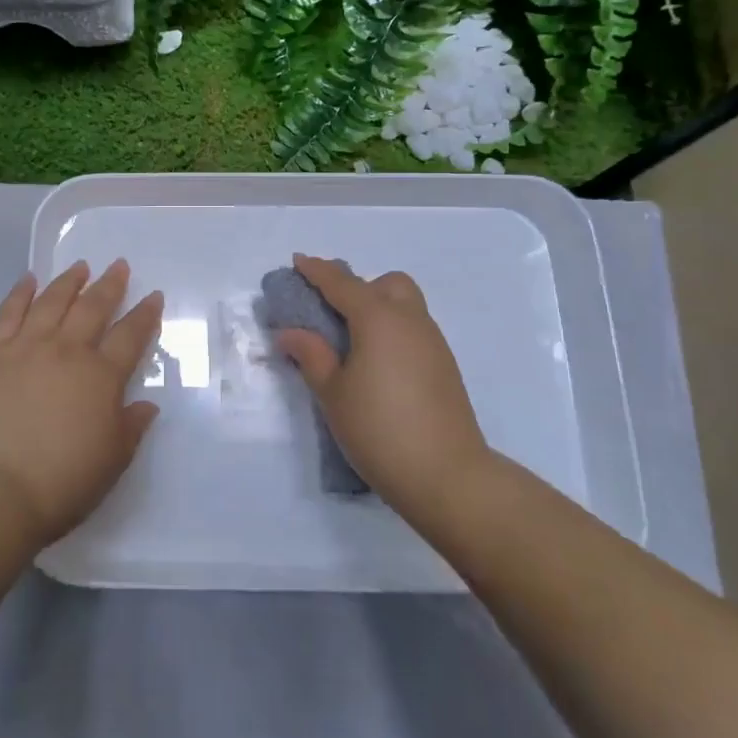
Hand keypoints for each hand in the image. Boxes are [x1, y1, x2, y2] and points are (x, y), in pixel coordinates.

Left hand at [0, 260, 164, 546]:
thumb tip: (146, 404)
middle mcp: (66, 351)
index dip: (145, 315)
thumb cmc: (61, 482)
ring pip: (51, 302)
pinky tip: (28, 281)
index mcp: (101, 377)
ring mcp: (25, 348)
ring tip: (79, 266)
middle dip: (109, 285)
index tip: (153, 295)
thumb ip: (131, 427)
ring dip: (68, 282)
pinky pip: (8, 314)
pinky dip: (19, 293)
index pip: (130, 336)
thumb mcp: (112, 461)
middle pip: (92, 308)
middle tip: (118, 265)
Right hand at [275, 254, 491, 534]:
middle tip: (332, 313)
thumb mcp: (332, 393)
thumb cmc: (379, 429)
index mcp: (378, 318)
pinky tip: (377, 364)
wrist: (447, 476)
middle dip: (358, 287)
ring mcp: (433, 343)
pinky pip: (414, 329)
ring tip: (351, 342)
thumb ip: (311, 355)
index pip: (341, 283)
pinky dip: (392, 331)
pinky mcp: (445, 366)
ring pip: (405, 305)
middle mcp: (410, 320)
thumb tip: (290, 332)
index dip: (317, 271)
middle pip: (386, 284)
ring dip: (377, 308)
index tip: (298, 261)